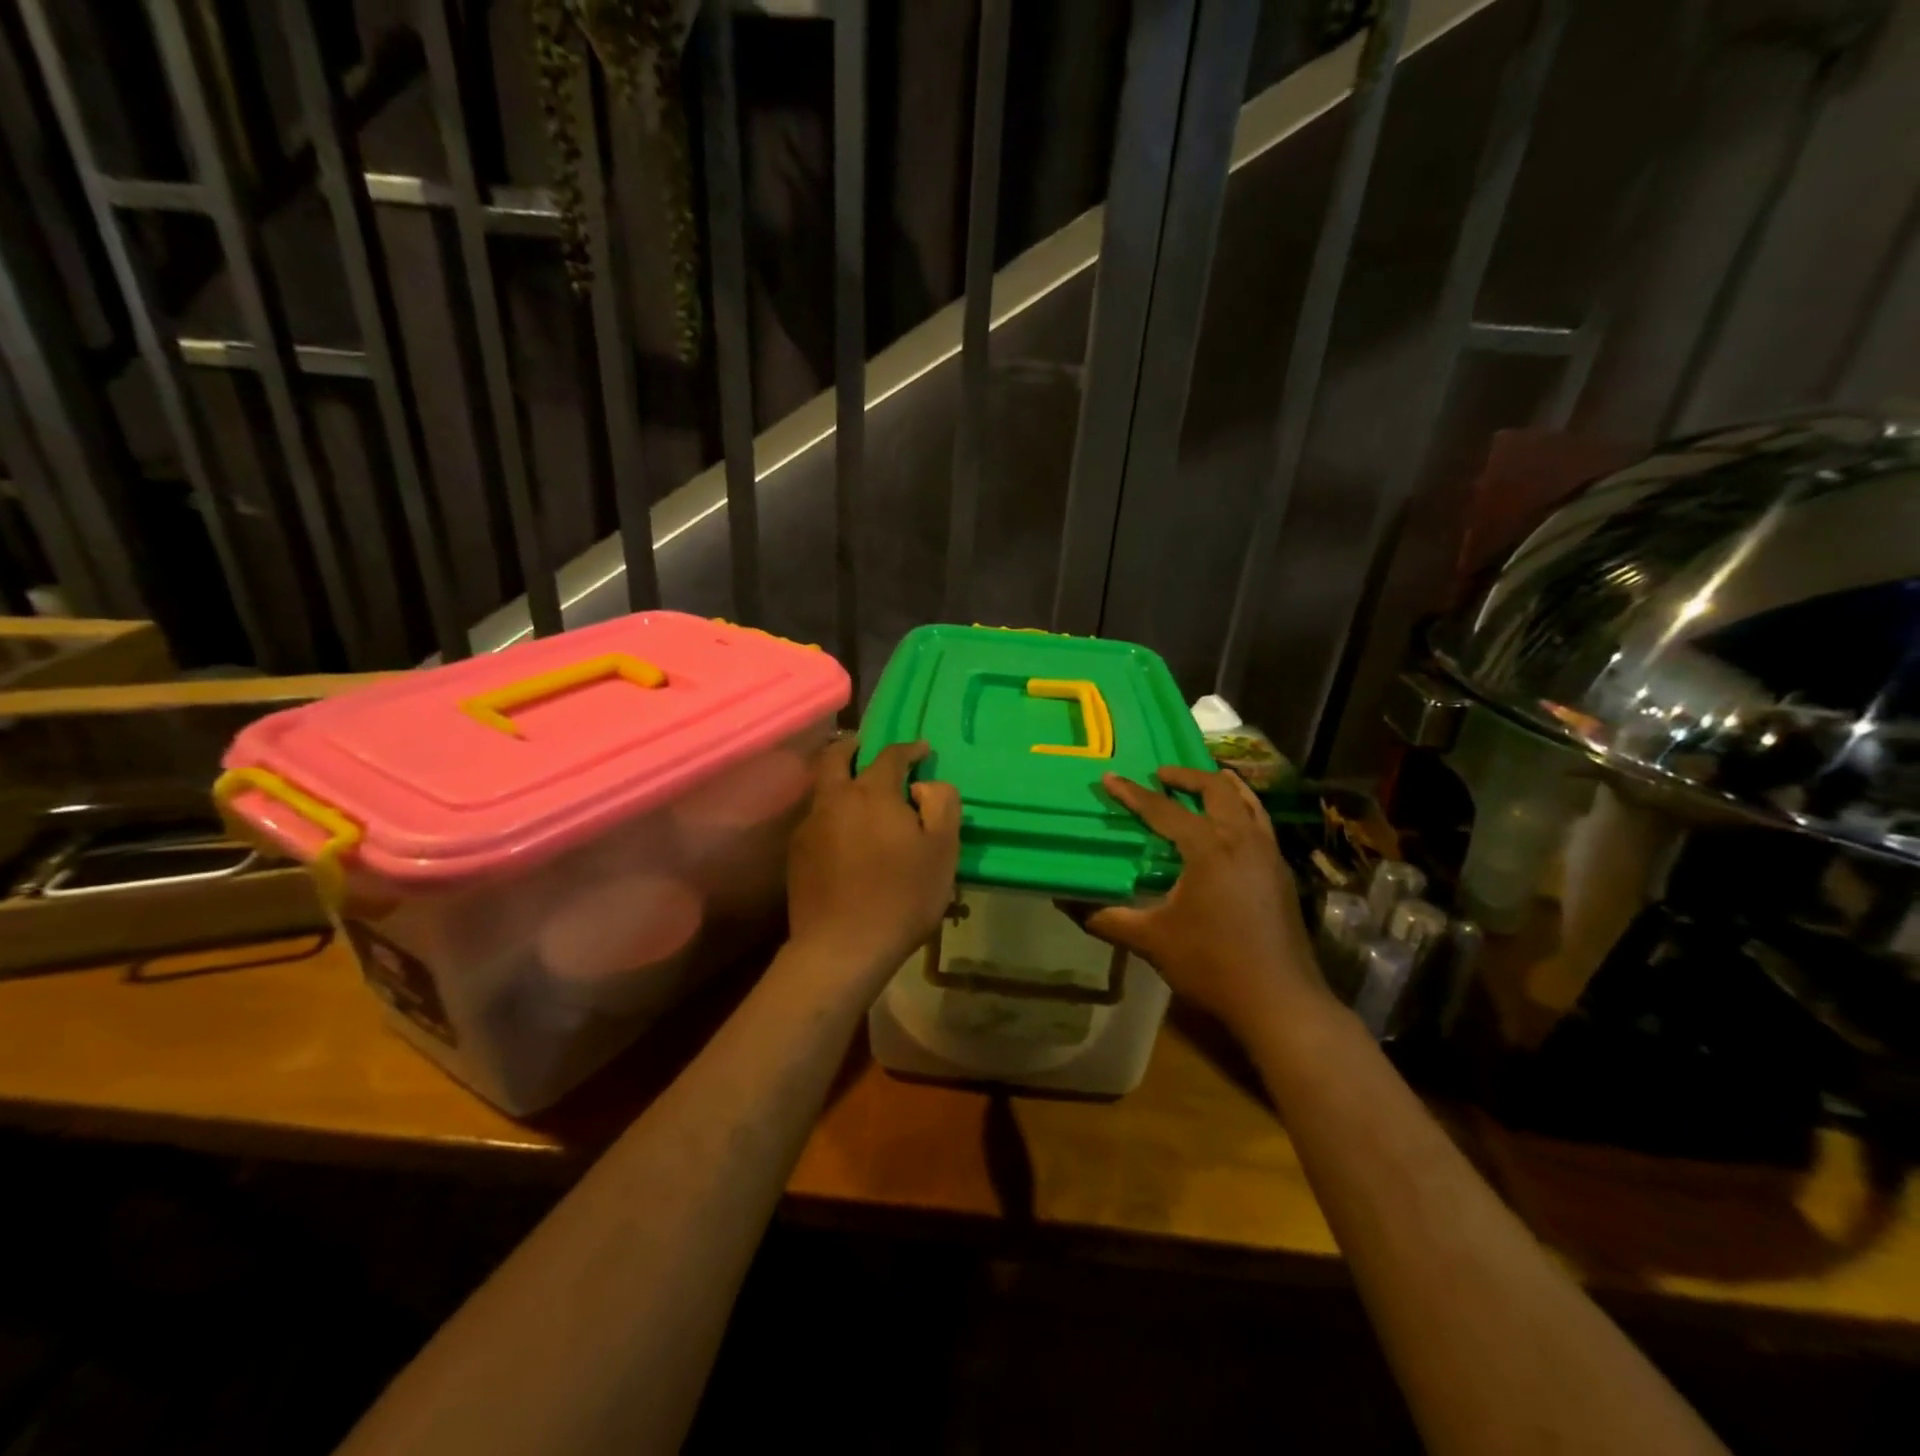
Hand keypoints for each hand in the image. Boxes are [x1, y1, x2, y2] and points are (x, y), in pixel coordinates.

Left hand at [786, 738, 960, 982]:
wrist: (842, 948)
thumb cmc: (902, 897)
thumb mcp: (942, 851)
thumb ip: (942, 806)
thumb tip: (927, 785)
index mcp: (872, 792)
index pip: (890, 755)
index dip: (909, 749)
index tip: (922, 751)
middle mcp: (835, 799)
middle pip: (836, 757)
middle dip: (853, 747)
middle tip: (867, 749)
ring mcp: (810, 826)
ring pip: (822, 789)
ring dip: (838, 780)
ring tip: (857, 794)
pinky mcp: (796, 854)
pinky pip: (815, 819)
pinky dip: (831, 813)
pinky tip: (843, 835)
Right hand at [1084, 766, 1327, 1036]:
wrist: (1279, 1001)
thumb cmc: (1211, 965)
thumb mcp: (1151, 940)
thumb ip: (1107, 917)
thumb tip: (1066, 902)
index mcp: (1209, 849)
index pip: (1164, 810)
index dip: (1133, 794)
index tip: (1110, 778)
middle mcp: (1243, 840)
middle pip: (1216, 789)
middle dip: (1186, 776)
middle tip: (1161, 775)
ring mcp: (1269, 854)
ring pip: (1247, 802)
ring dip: (1220, 787)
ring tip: (1200, 784)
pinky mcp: (1282, 873)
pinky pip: (1260, 823)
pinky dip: (1241, 809)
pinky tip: (1230, 827)